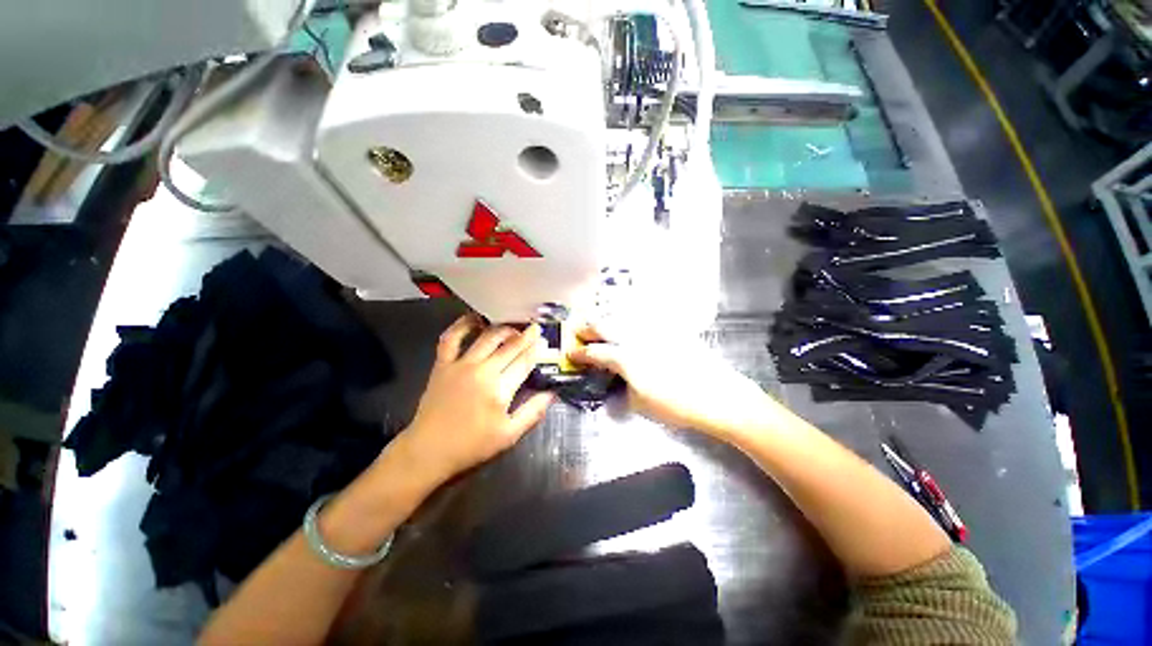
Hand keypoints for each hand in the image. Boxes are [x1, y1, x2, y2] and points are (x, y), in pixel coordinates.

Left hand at [399, 315, 554, 485]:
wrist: (428, 451)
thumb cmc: (472, 446)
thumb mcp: (509, 435)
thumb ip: (533, 412)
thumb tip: (552, 393)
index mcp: (500, 389)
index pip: (524, 361)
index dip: (536, 349)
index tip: (544, 338)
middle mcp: (482, 371)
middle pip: (509, 346)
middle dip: (525, 335)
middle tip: (535, 327)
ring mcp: (460, 365)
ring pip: (487, 337)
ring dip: (503, 329)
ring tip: (513, 327)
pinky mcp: (443, 365)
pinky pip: (451, 338)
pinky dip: (462, 325)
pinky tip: (474, 318)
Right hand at [568, 323, 770, 437]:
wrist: (717, 395)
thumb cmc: (676, 404)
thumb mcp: (641, 404)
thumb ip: (622, 392)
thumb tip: (615, 388)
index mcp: (625, 357)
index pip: (596, 352)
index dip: (580, 352)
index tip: (571, 352)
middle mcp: (636, 337)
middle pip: (605, 325)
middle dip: (588, 326)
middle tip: (579, 328)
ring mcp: (654, 330)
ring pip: (623, 316)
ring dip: (607, 318)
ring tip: (600, 322)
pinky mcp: (670, 329)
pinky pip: (644, 318)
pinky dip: (630, 318)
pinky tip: (629, 321)